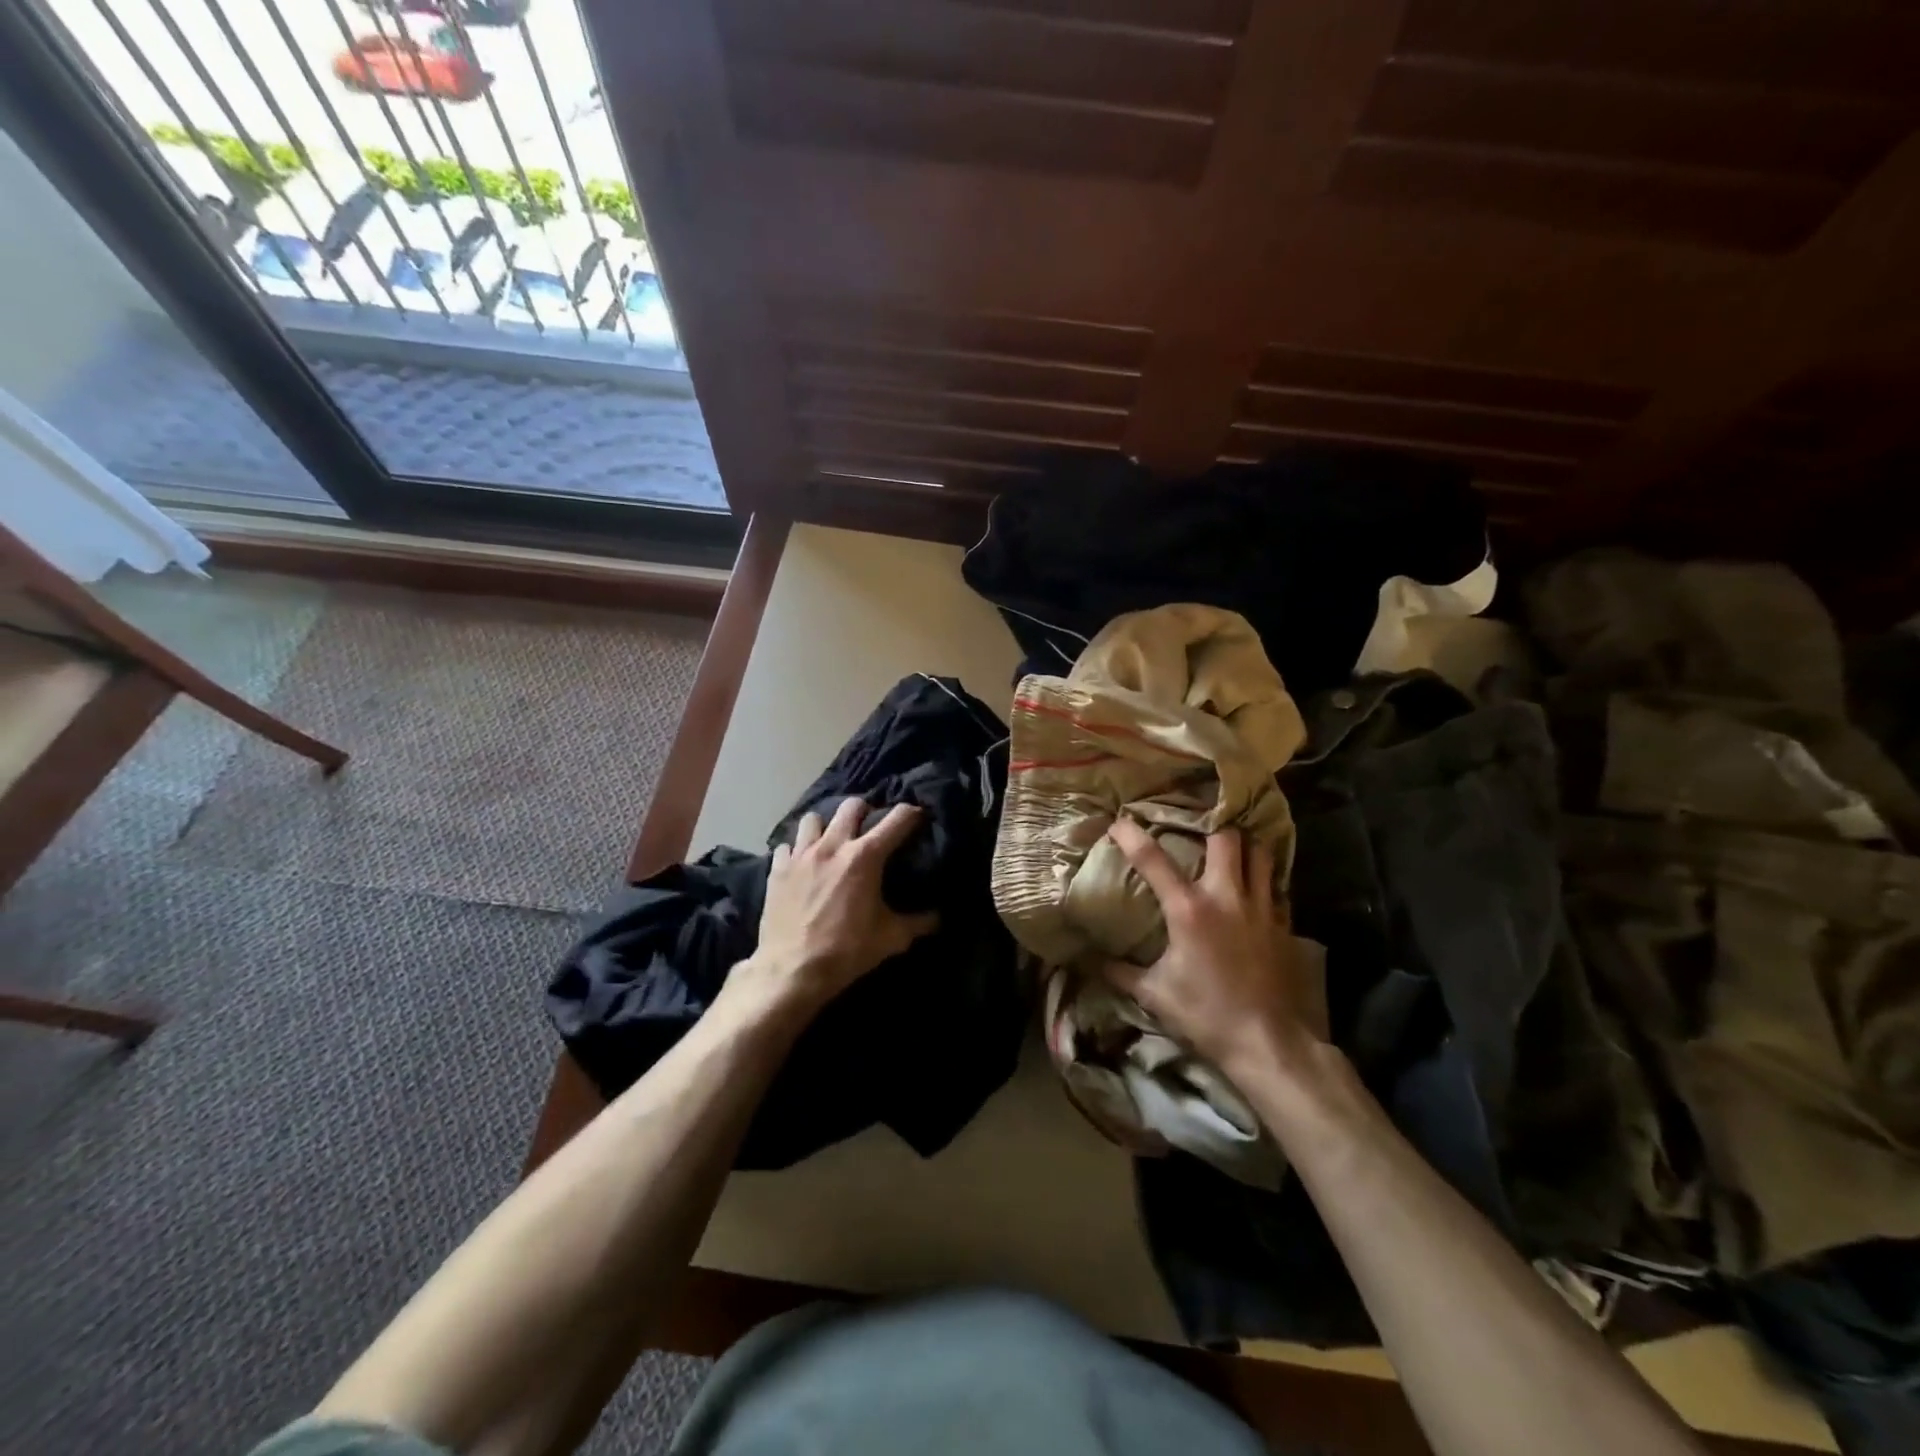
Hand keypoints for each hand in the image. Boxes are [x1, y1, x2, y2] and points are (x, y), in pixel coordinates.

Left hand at [731, 797, 938, 1019]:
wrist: (791, 970)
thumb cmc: (846, 951)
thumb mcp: (890, 939)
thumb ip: (918, 923)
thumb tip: (938, 917)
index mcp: (865, 857)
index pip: (897, 819)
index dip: (912, 813)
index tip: (918, 816)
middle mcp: (833, 845)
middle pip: (851, 806)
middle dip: (865, 811)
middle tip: (870, 827)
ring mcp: (801, 854)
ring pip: (814, 819)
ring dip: (826, 826)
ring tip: (831, 842)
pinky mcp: (777, 868)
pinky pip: (787, 845)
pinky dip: (796, 850)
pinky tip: (801, 864)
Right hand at [1102, 819, 1320, 1078]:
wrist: (1268, 1042)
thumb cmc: (1206, 1015)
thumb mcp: (1155, 994)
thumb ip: (1121, 972)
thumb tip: (1092, 961)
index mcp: (1189, 909)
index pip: (1153, 859)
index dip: (1131, 834)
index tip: (1118, 821)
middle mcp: (1226, 897)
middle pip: (1225, 838)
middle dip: (1210, 829)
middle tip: (1197, 834)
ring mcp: (1260, 908)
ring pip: (1260, 853)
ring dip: (1244, 848)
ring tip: (1230, 854)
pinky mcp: (1283, 924)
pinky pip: (1275, 886)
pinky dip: (1262, 880)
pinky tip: (1252, 893)